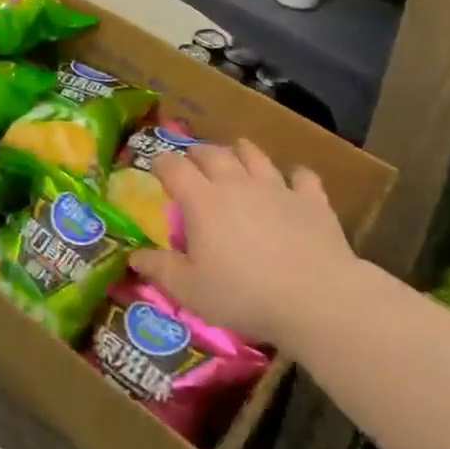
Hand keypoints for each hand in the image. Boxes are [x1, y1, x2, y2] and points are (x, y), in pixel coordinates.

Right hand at [130, 139, 360, 350]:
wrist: (316, 297)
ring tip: (237, 153)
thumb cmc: (245, 295)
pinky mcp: (311, 199)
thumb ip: (161, 269)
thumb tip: (133, 256)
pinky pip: (302, 176)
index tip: (157, 169)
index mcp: (203, 200)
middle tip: (193, 160)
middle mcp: (237, 183)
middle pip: (213, 153)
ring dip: (241, 151)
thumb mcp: (191, 291)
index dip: (162, 163)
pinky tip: (294, 181)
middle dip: (198, 153)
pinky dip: (295, 175)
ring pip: (254, 155)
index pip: (174, 167)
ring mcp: (276, 187)